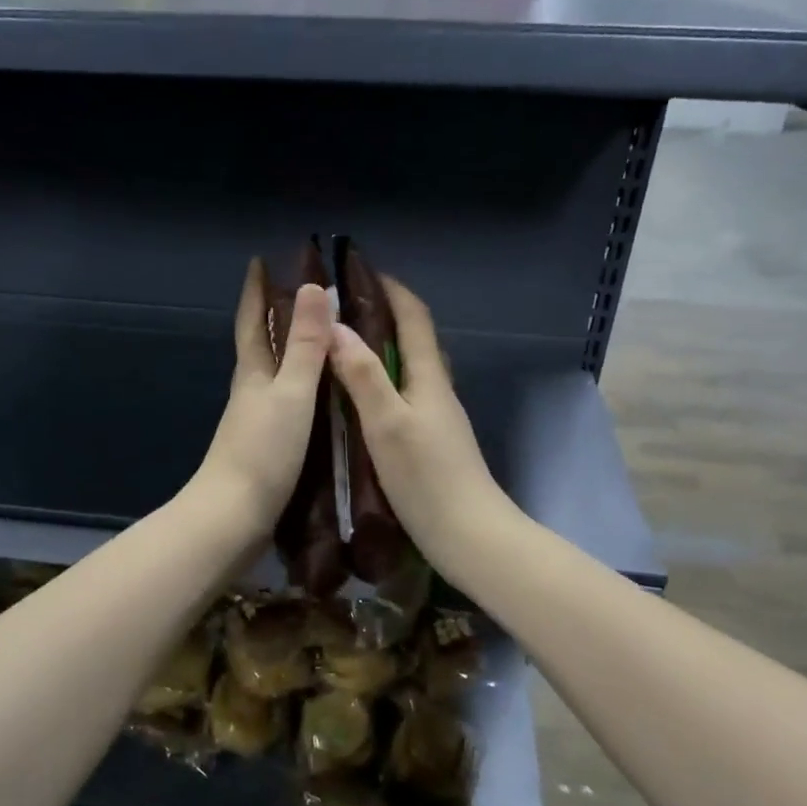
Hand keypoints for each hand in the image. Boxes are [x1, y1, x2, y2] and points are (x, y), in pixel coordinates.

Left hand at [191, 259, 333, 539]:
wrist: (233, 517)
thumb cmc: (262, 451)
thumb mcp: (291, 394)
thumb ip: (304, 346)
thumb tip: (313, 288)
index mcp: (253, 373)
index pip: (253, 321)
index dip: (256, 290)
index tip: (260, 260)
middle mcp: (252, 392)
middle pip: (263, 345)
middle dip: (277, 316)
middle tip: (308, 294)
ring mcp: (258, 421)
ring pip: (277, 375)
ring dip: (294, 353)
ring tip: (325, 339)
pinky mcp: (268, 447)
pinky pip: (290, 404)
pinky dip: (305, 388)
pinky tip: (325, 397)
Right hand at [328, 277, 511, 579]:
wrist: (468, 534)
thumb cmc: (427, 477)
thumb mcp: (387, 423)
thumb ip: (363, 375)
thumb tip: (338, 326)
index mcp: (429, 378)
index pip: (415, 317)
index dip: (391, 289)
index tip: (360, 271)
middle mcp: (437, 390)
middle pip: (414, 339)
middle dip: (384, 314)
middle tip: (342, 308)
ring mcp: (437, 417)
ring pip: (409, 368)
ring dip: (383, 349)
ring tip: (344, 346)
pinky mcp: (431, 441)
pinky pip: (405, 394)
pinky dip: (383, 380)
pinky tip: (360, 397)